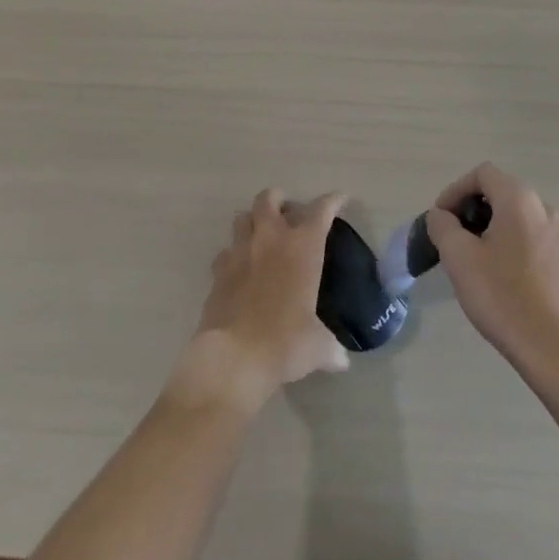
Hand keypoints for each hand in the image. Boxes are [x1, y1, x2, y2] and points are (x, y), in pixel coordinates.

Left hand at [168, 189, 348, 414]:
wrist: (234, 357)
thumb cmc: (285, 343)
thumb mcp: (317, 347)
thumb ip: (329, 347)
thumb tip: (340, 361)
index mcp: (302, 247)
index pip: (321, 210)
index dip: (332, 201)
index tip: (339, 199)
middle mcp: (270, 239)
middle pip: (269, 198)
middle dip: (278, 199)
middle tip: (287, 213)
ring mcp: (240, 252)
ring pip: (242, 217)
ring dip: (253, 221)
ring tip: (261, 236)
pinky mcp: (218, 271)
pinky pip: (225, 252)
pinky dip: (233, 255)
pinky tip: (240, 270)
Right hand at [426, 165, 558, 375]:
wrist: (550, 346)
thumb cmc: (500, 294)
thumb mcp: (458, 256)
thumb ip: (442, 225)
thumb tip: (441, 216)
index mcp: (519, 198)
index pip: (481, 174)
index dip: (455, 191)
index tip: (440, 219)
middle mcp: (542, 207)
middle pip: (498, 191)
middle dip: (469, 208)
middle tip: (450, 237)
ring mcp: (555, 233)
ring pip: (512, 214)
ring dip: (486, 225)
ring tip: (467, 255)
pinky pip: (525, 233)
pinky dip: (504, 240)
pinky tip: (492, 271)